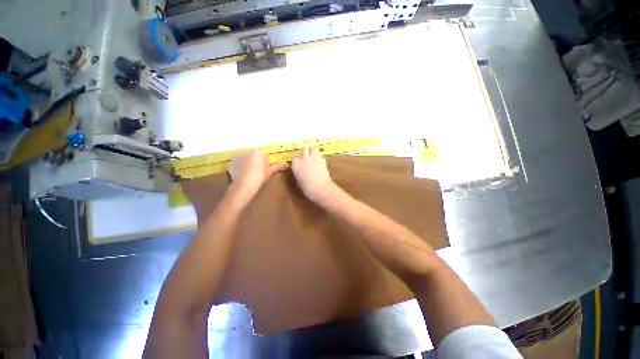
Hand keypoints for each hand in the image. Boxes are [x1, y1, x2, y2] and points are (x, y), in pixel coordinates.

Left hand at [229, 149, 287, 199]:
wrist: (244, 185)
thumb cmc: (260, 176)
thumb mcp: (270, 171)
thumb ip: (278, 166)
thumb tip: (287, 163)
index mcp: (257, 151)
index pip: (263, 154)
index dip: (265, 161)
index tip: (266, 168)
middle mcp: (247, 151)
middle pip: (254, 155)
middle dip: (256, 161)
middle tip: (260, 172)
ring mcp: (238, 157)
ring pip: (246, 159)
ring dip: (249, 164)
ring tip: (251, 174)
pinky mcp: (232, 164)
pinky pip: (239, 164)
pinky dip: (241, 168)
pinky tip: (244, 175)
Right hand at [292, 146, 334, 202]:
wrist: (321, 188)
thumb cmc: (307, 188)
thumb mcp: (299, 180)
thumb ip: (298, 173)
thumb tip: (300, 171)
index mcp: (296, 164)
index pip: (295, 158)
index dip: (297, 161)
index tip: (299, 164)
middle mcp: (304, 158)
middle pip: (304, 148)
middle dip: (305, 150)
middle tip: (307, 154)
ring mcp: (314, 158)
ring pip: (313, 148)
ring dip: (313, 151)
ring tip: (314, 155)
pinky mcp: (323, 160)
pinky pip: (320, 155)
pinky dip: (320, 157)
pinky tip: (320, 161)